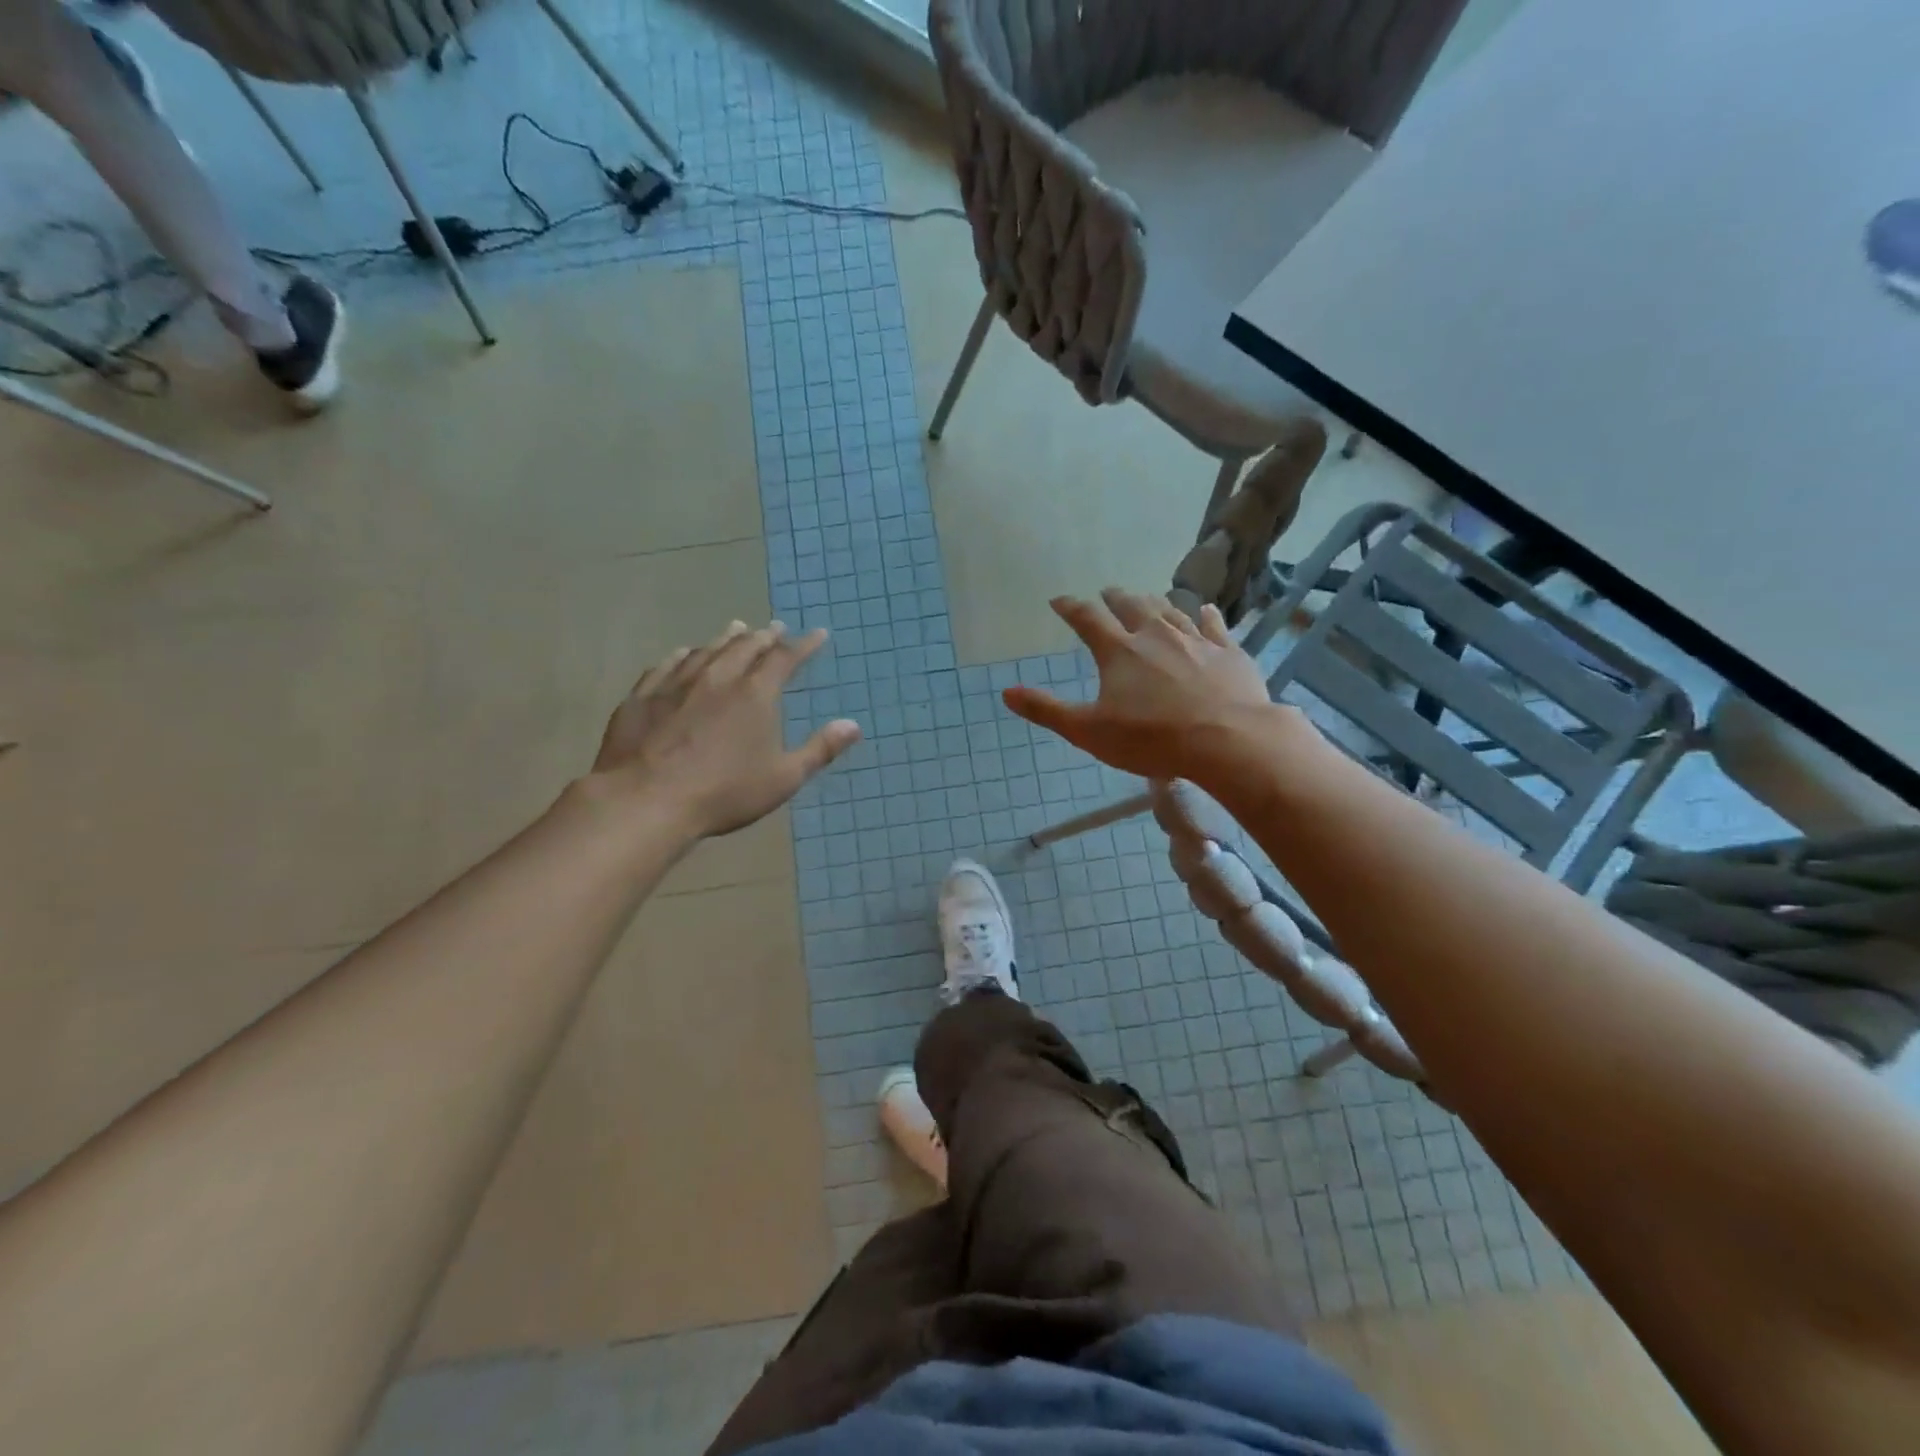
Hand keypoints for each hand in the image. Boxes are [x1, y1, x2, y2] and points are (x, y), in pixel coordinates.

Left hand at [591, 620, 860, 838]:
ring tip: (737, 629)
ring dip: (726, 639)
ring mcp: (676, 684)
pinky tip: (683, 653)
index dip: (804, 644)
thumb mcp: (783, 778)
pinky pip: (666, 665)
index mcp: (755, 694)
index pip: (785, 658)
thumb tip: (853, 725)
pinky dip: (682, 655)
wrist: (646, 801)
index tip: (817, 634)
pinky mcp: (643, 696)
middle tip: (776, 628)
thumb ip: (820, 750)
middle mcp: (718, 677)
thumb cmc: (724, 793)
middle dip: (765, 636)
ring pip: (706, 650)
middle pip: (745, 647)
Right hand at [1003, 590, 1300, 781]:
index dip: (1070, 607)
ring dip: (1155, 602)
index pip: (1087, 619)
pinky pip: (1214, 625)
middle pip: (1131, 605)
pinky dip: (1205, 616)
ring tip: (1148, 598)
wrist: (1227, 740)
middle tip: (1107, 593)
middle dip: (1115, 598)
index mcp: (1119, 651)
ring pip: (1171, 611)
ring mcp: (1195, 640)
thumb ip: (1047, 710)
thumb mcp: (1088, 731)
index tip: (1059, 601)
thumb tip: (1006, 692)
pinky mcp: (1228, 652)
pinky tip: (1205, 611)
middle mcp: (1155, 634)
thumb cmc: (1151, 738)